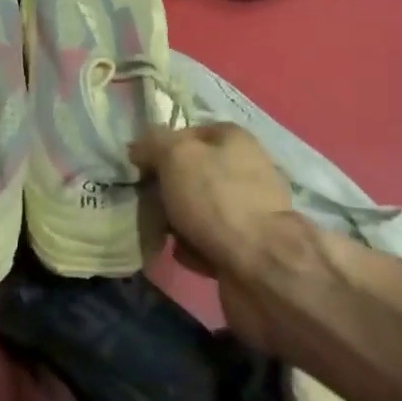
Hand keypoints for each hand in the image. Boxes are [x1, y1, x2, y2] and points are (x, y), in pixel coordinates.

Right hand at [130, 122, 298, 349]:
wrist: (262, 267)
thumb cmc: (216, 199)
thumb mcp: (175, 156)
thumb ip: (153, 143)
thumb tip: (139, 148)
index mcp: (233, 138)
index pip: (187, 133)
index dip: (161, 149)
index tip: (141, 170)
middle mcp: (246, 168)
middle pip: (193, 173)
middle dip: (167, 190)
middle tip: (146, 205)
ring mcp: (250, 209)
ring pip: (199, 209)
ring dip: (177, 222)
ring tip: (161, 234)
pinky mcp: (249, 247)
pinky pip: (210, 241)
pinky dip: (195, 248)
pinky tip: (184, 255)